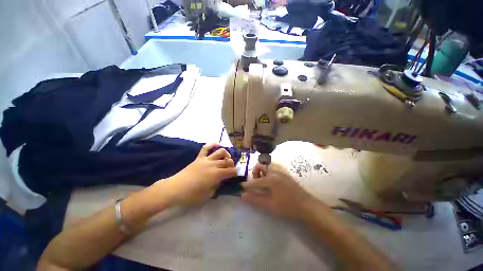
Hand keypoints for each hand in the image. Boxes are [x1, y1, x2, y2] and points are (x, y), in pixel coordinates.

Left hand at [158, 143, 237, 206]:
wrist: (176, 188)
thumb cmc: (192, 195)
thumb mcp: (209, 194)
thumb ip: (217, 186)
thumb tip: (219, 181)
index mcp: (217, 175)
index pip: (232, 171)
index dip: (236, 172)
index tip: (236, 174)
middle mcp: (214, 165)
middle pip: (228, 161)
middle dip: (232, 164)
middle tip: (231, 169)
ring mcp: (206, 160)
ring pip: (220, 152)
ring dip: (226, 154)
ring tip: (226, 158)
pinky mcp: (199, 158)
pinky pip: (206, 148)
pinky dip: (212, 144)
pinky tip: (217, 145)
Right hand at [241, 163, 324, 219]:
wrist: (306, 205)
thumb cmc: (287, 207)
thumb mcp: (270, 205)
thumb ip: (255, 199)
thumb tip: (243, 196)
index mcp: (271, 179)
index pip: (255, 182)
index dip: (247, 185)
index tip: (240, 187)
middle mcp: (275, 172)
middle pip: (260, 168)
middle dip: (255, 174)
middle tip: (256, 184)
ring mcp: (281, 171)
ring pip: (266, 166)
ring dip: (262, 172)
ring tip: (263, 182)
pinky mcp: (284, 173)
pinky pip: (273, 168)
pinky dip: (268, 172)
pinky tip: (271, 181)